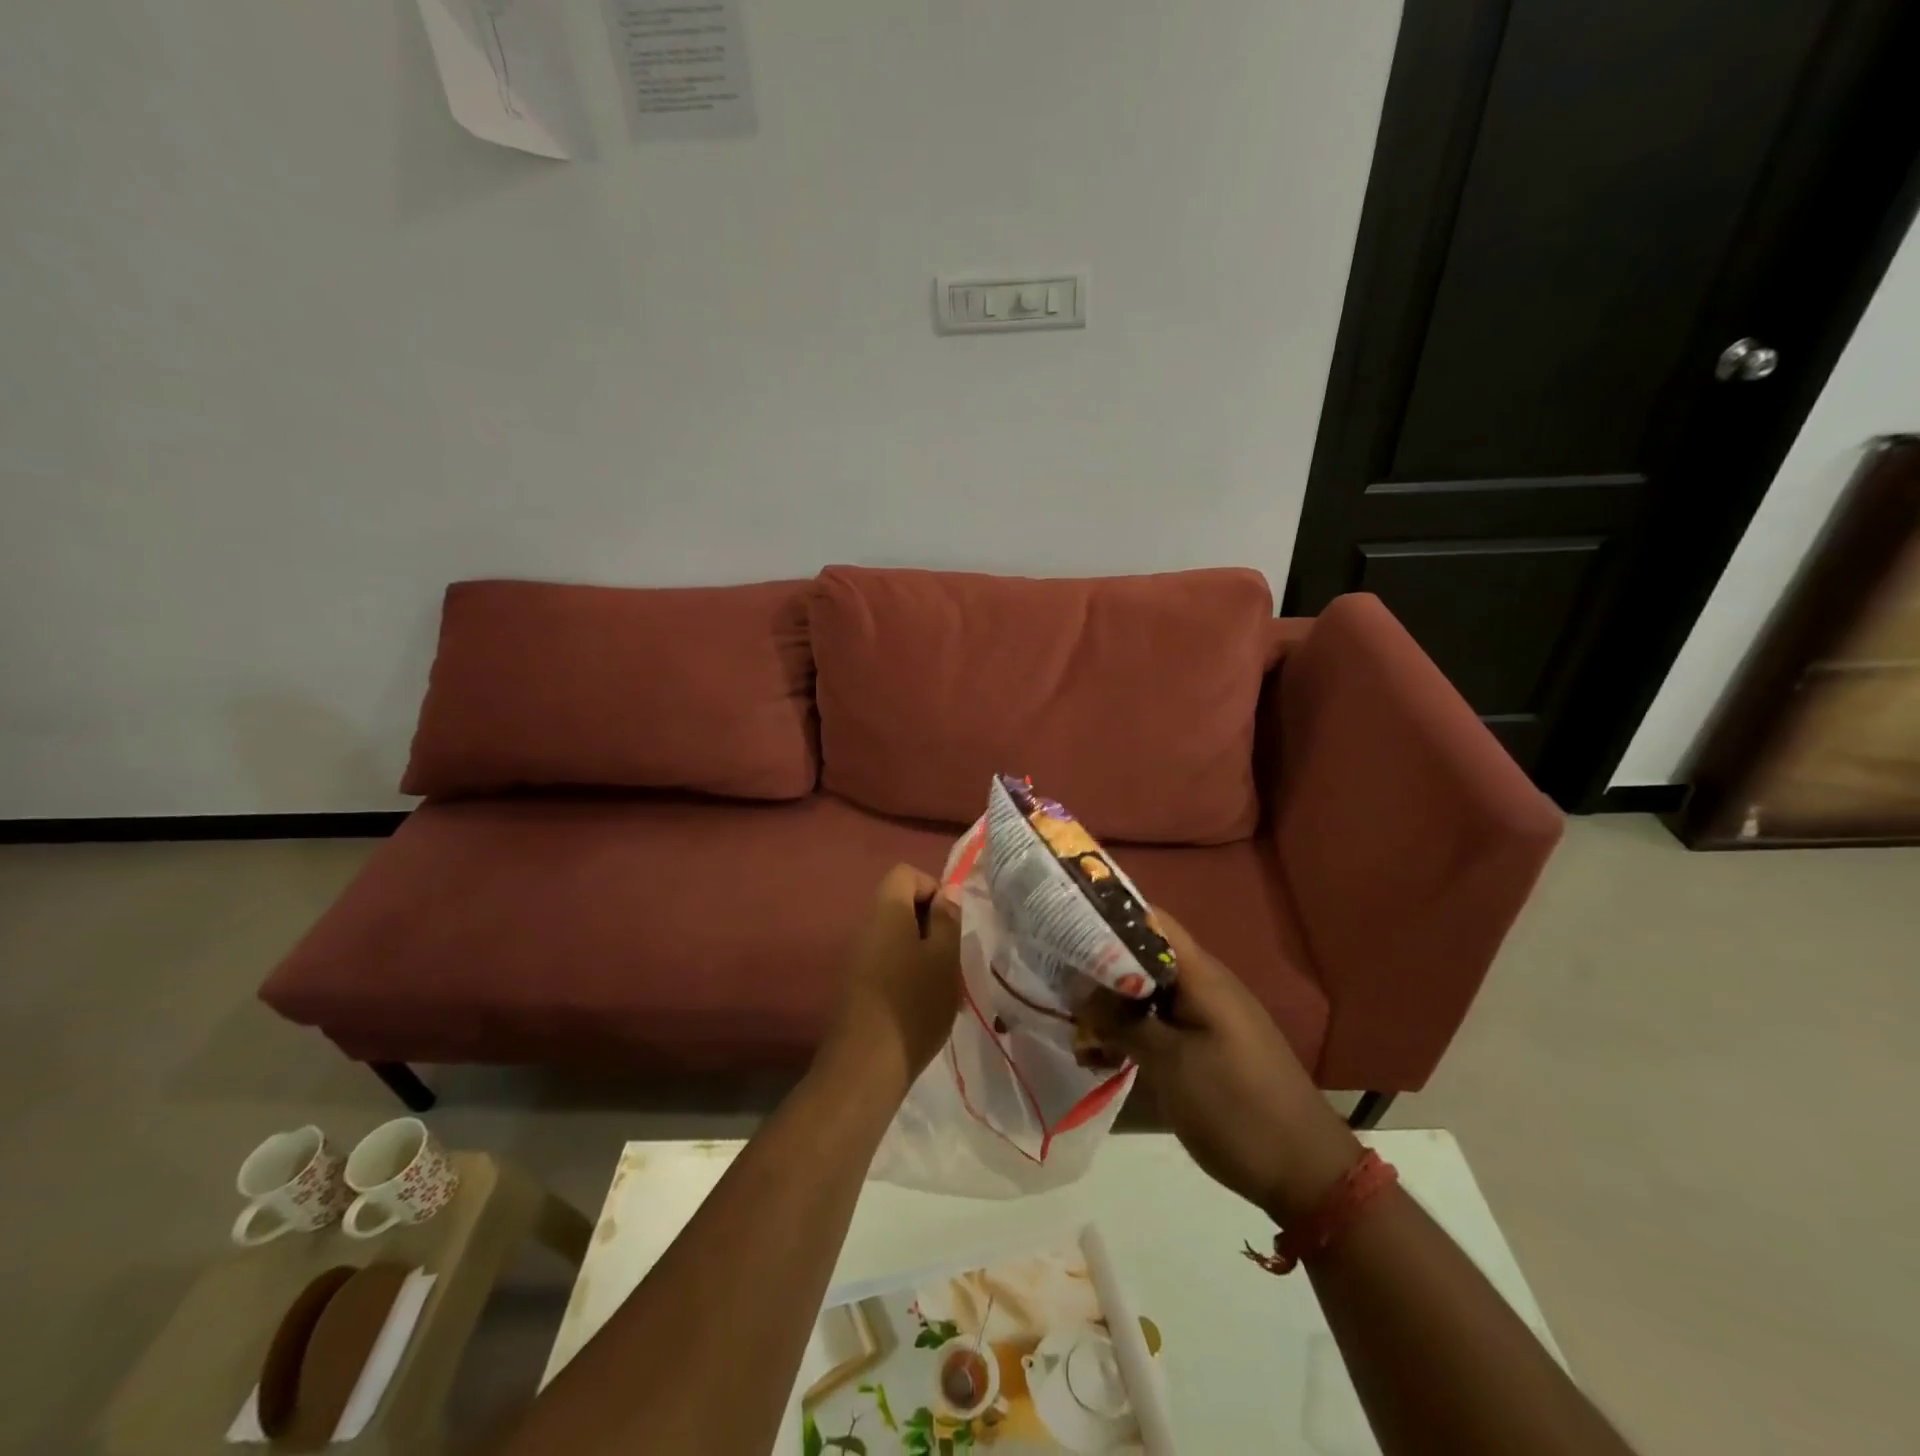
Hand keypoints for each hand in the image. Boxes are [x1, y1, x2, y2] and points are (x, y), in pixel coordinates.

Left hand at [822, 864, 962, 1092]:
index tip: (950, 922)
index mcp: (886, 912)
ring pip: (893, 936)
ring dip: (919, 950)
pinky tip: (919, 1003)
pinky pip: (883, 961)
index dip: (932, 887)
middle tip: (951, 955)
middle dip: (929, 922)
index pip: (905, 873)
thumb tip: (948, 891)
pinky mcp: (852, 985)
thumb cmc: (914, 1004)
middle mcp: (864, 927)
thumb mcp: (944, 959)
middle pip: (898, 904)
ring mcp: (854, 957)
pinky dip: (904, 971)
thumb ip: (947, 919)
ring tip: (940, 984)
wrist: (865, 1066)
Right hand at [1083, 912, 1360, 1223]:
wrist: (1307, 1172)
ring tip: (1072, 1017)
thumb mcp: (1169, 1064)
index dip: (1109, 916)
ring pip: (1152, 992)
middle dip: (1101, 962)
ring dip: (1114, 1002)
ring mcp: (1211, 1016)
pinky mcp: (1211, 1046)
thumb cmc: (1235, 1107)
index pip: (1151, 920)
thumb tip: (1078, 986)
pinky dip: (1133, 1030)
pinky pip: (1164, 1022)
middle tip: (1057, 973)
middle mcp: (1207, 985)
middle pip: (1147, 955)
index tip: (1065, 924)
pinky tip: (1103, 1052)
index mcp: (1202, 975)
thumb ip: (1122, 1021)